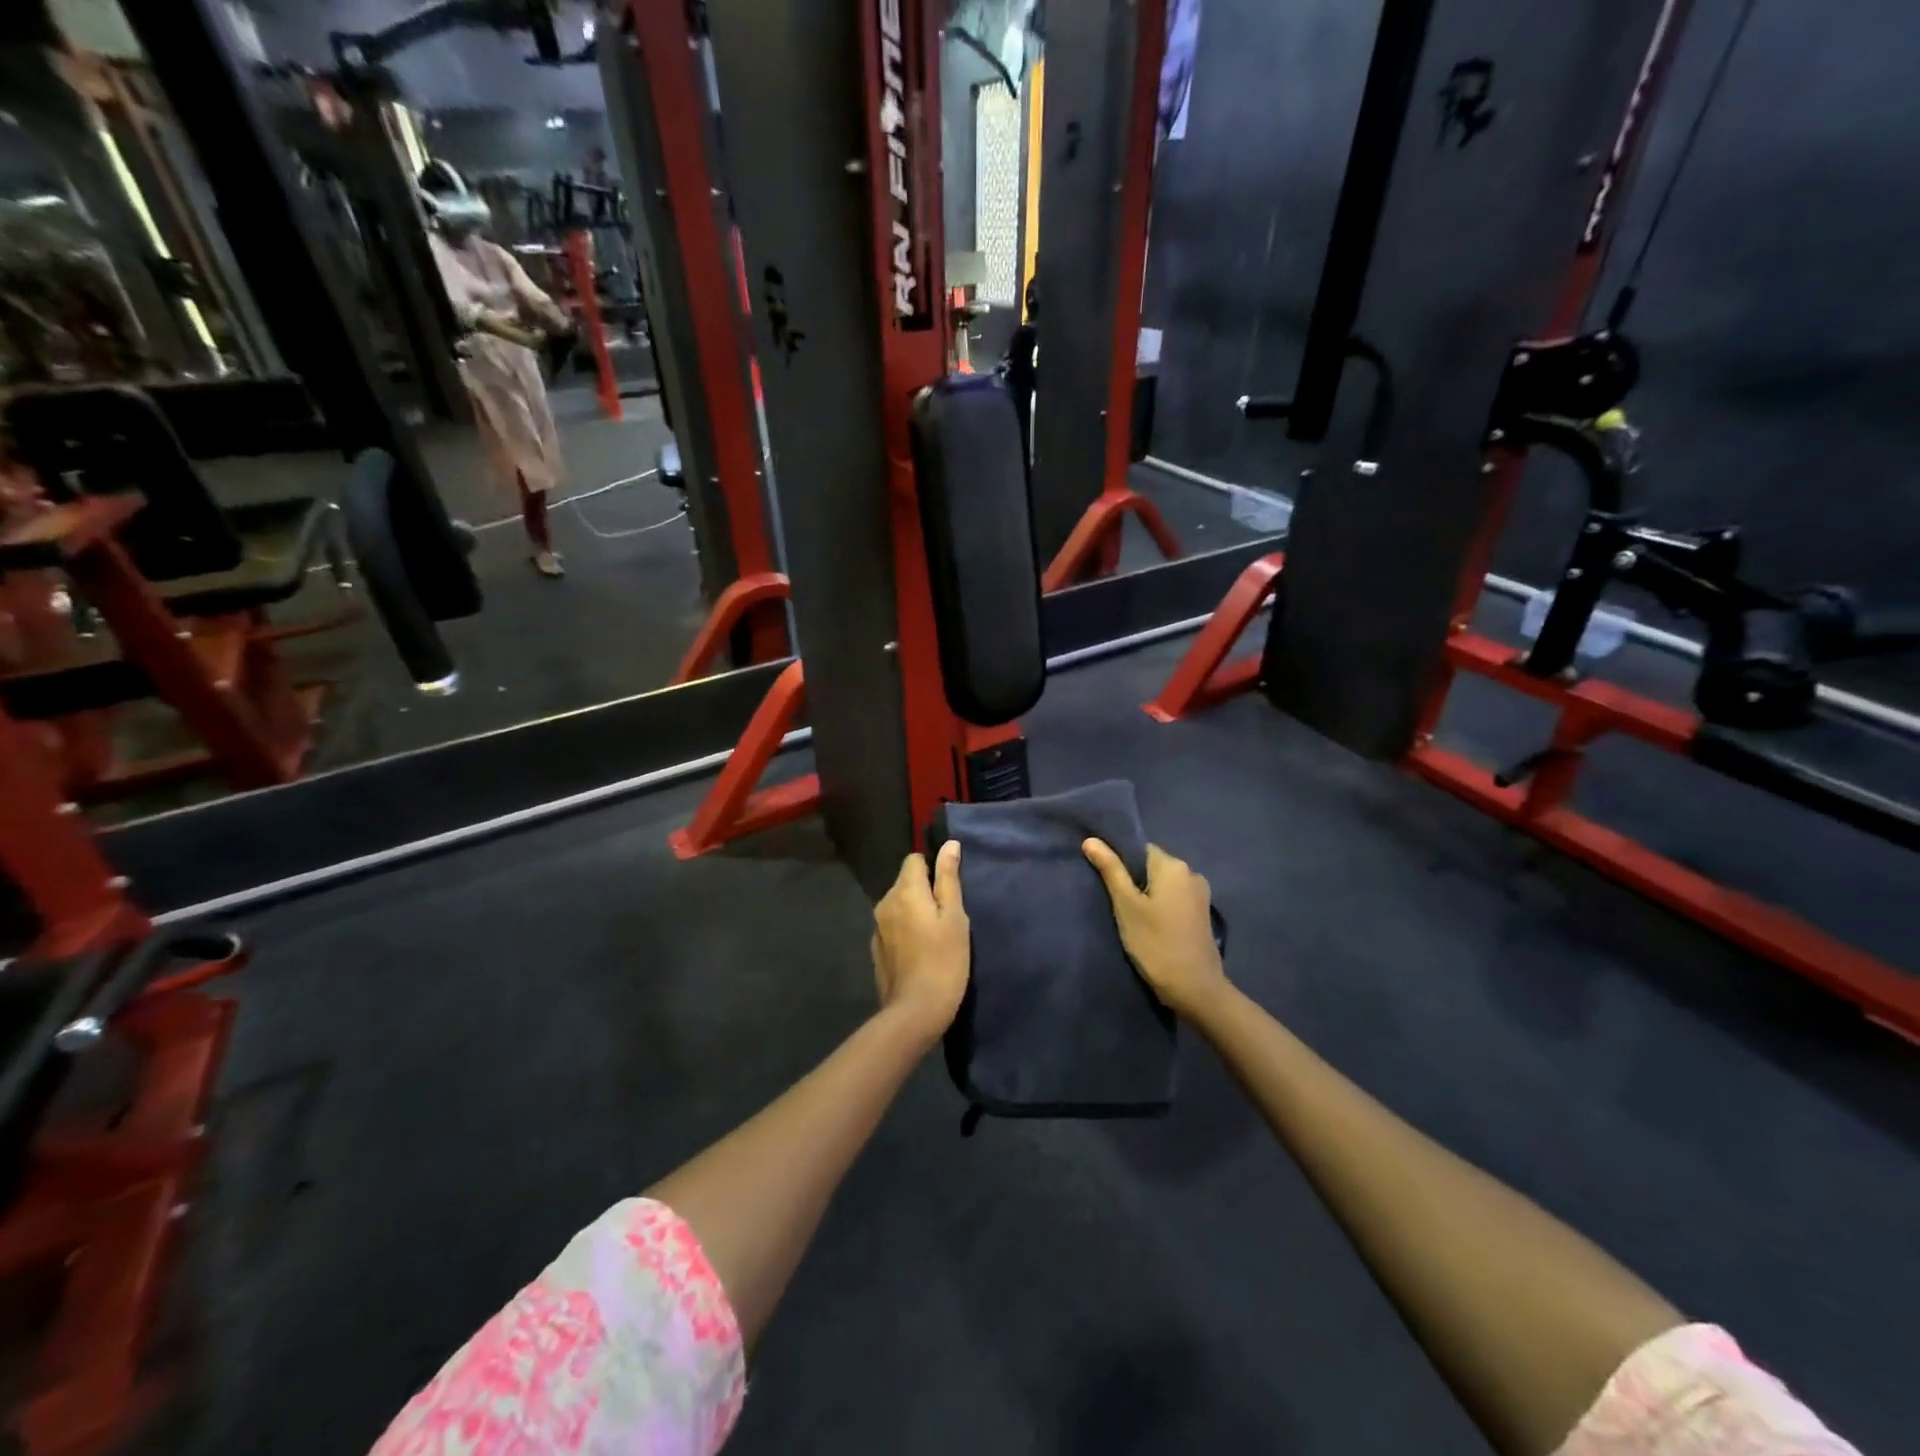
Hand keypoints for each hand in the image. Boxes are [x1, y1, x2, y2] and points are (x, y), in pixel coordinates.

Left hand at [871, 841, 969, 1044]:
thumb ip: (949, 879)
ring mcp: (877, 927)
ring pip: (899, 905)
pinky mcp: (876, 949)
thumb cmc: (944, 960)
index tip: (949, 888)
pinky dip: (906, 930)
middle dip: (924, 890)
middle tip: (948, 915)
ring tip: (936, 934)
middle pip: (905, 882)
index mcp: (905, 890)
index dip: (933, 867)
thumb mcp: (955, 917)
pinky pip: (893, 926)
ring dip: (915, 911)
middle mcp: (885, 902)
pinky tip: (920, 951)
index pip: (914, 860)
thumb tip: (949, 844)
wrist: (915, 1011)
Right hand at [1083, 840, 1226, 1017]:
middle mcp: (1191, 873)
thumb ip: (1111, 870)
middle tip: (1116, 904)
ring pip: (1164, 885)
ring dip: (1147, 895)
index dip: (1121, 863)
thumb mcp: (1126, 906)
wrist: (1196, 988)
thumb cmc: (1156, 943)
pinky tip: (1151, 926)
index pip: (1139, 849)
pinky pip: (1175, 899)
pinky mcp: (1202, 915)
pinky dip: (1161, 907)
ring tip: (1131, 917)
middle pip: (1152, 866)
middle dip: (1134, 880)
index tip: (1107, 883)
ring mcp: (1200, 895)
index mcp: (1173, 865)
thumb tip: (1091, 839)